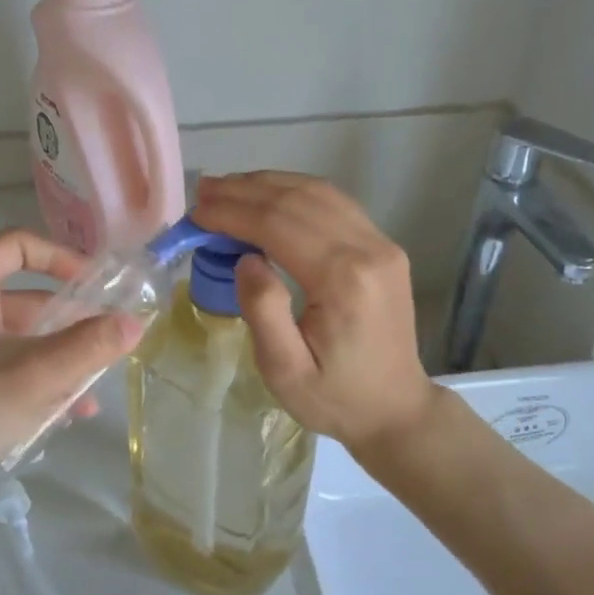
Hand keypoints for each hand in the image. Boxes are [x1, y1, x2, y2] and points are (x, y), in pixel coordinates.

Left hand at [0, 230, 143, 511]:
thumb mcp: (36, 375)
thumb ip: (91, 346)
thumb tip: (135, 322)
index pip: (18, 246)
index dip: (61, 258)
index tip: (96, 285)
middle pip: (24, 298)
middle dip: (70, 322)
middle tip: (107, 342)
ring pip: (17, 339)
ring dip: (57, 359)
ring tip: (92, 390)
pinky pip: (2, 367)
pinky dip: (33, 380)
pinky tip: (64, 414)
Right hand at [191, 173, 440, 454]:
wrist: (396, 409)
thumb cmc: (336, 398)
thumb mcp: (286, 371)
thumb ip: (263, 311)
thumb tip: (246, 258)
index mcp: (343, 280)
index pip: (278, 225)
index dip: (233, 212)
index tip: (197, 211)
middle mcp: (368, 250)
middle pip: (298, 200)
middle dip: (246, 191)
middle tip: (203, 190)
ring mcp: (382, 244)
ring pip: (320, 193)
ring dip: (270, 185)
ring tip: (228, 188)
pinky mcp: (384, 248)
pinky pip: (337, 205)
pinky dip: (297, 193)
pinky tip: (270, 197)